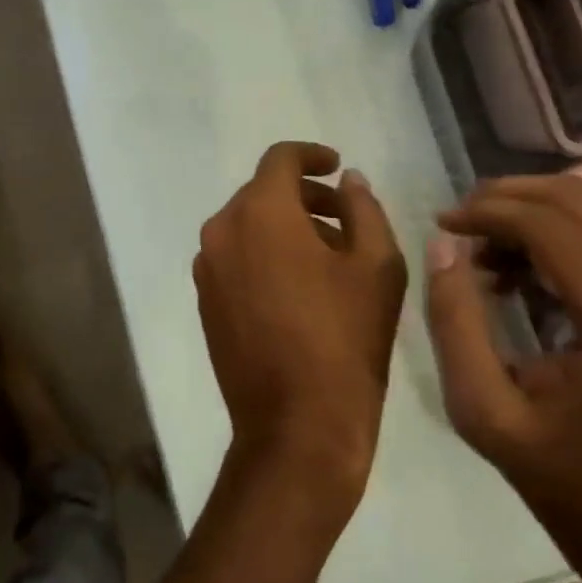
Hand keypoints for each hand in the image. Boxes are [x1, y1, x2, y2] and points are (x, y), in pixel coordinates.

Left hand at [194, 142, 406, 522]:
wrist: (296, 427)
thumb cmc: (345, 339)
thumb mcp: (377, 266)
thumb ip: (364, 209)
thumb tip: (347, 181)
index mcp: (260, 212)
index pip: (280, 159)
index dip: (311, 155)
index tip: (336, 166)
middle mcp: (221, 229)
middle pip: (262, 192)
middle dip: (304, 197)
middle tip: (344, 218)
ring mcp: (207, 267)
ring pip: (247, 225)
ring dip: (285, 226)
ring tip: (329, 256)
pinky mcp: (204, 299)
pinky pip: (235, 257)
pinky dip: (264, 254)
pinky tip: (299, 286)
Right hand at [424, 174, 581, 545]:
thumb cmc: (551, 465)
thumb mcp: (478, 406)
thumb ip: (454, 321)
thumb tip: (442, 242)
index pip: (551, 228)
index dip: (489, 212)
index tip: (443, 223)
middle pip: (577, 200)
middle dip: (505, 198)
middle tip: (459, 224)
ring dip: (527, 209)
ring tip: (484, 248)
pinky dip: (552, 226)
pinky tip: (519, 262)